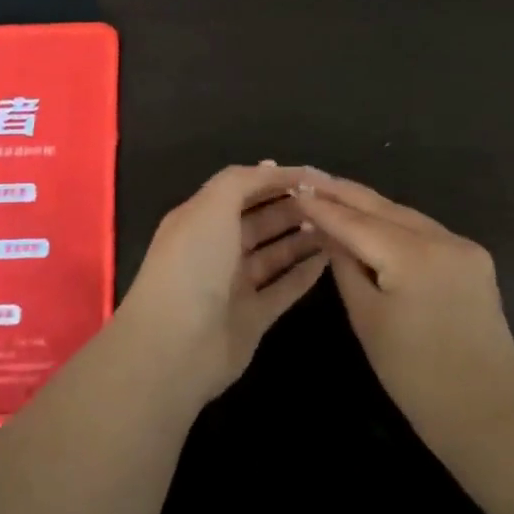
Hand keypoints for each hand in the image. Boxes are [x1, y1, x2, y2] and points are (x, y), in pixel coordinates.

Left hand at [113, 163, 328, 404]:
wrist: (177, 345)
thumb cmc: (193, 264)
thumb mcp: (212, 206)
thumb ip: (243, 181)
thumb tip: (272, 167)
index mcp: (200, 219)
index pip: (241, 190)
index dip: (274, 180)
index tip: (312, 176)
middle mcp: (216, 249)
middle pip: (260, 221)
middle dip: (292, 207)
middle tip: (330, 201)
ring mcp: (234, 285)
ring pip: (274, 254)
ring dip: (302, 238)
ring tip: (336, 225)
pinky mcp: (253, 317)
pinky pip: (283, 288)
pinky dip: (304, 274)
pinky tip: (329, 259)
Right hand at [297, 174, 513, 459]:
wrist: (488, 414)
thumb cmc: (415, 376)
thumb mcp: (367, 319)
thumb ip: (344, 266)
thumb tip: (325, 230)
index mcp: (413, 255)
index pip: (356, 222)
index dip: (322, 206)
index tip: (293, 188)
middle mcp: (442, 238)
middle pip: (382, 207)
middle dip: (343, 192)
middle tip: (307, 175)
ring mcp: (463, 246)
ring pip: (404, 214)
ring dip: (368, 205)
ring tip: (331, 192)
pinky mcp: (473, 259)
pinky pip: (423, 230)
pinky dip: (393, 223)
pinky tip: (371, 219)